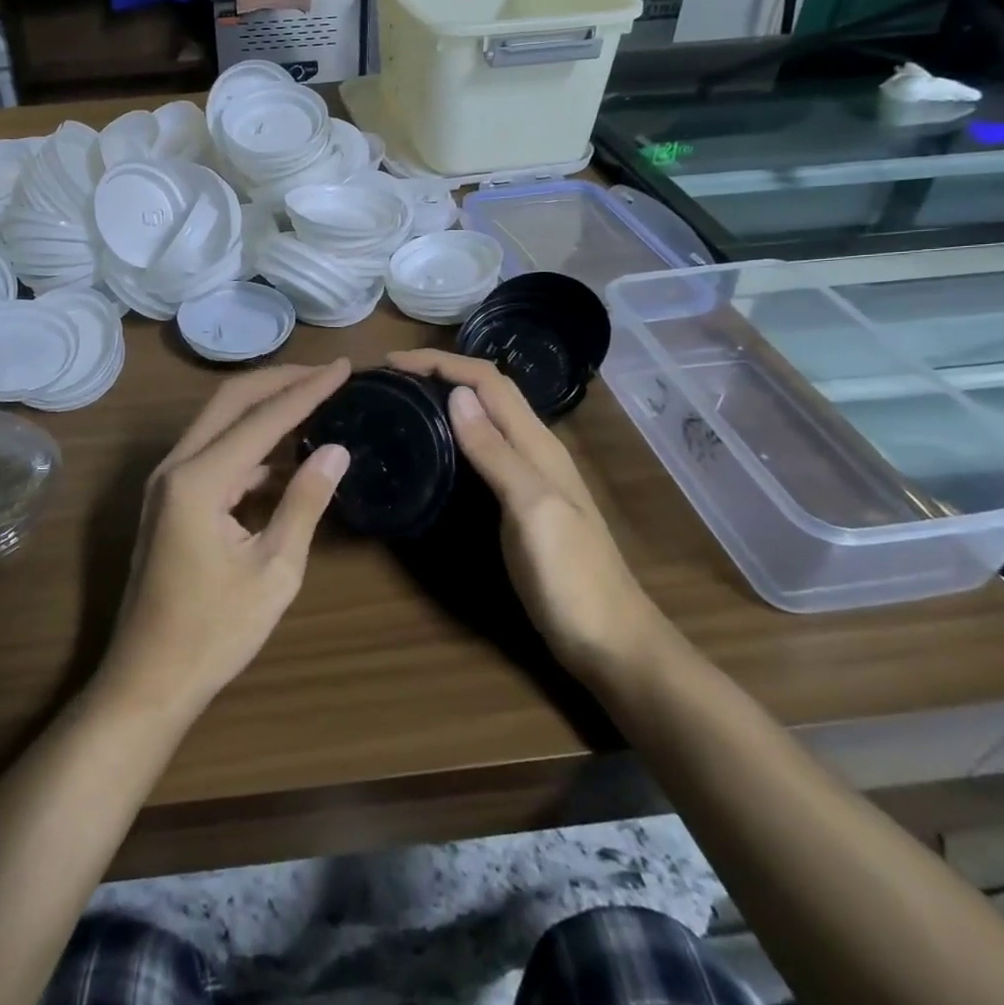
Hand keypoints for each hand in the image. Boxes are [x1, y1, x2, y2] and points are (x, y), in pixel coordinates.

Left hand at [102, 361, 352, 720]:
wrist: (148, 679)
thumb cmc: (214, 633)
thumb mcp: (274, 572)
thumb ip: (304, 503)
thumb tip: (337, 450)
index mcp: (198, 480)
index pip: (262, 418)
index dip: (306, 390)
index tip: (343, 368)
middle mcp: (175, 466)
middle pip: (230, 400)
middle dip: (280, 380)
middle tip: (327, 372)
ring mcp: (166, 480)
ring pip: (219, 421)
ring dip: (264, 407)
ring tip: (313, 401)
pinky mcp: (170, 497)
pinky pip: (213, 451)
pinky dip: (250, 442)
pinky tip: (285, 455)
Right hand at [388, 350, 661, 676]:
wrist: (611, 642)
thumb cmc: (570, 576)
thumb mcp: (531, 508)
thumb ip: (496, 452)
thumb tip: (457, 394)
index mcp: (538, 444)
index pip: (488, 381)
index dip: (442, 363)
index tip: (393, 362)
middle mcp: (535, 451)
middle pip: (489, 392)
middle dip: (443, 372)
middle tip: (393, 379)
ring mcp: (531, 478)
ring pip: (488, 418)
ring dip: (450, 398)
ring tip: (406, 401)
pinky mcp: (521, 503)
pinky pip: (486, 450)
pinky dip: (458, 433)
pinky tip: (437, 448)